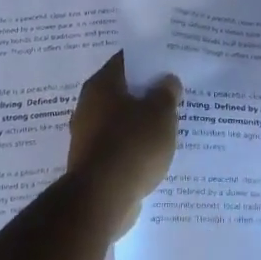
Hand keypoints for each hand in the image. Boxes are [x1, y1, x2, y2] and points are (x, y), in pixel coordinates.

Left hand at [67, 53, 182, 233]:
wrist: (102, 198)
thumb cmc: (132, 145)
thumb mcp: (160, 113)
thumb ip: (166, 93)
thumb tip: (167, 80)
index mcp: (101, 85)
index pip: (125, 61)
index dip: (148, 60)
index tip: (169, 64)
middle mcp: (88, 105)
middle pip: (122, 91)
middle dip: (146, 93)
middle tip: (173, 95)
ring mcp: (87, 135)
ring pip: (120, 120)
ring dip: (140, 122)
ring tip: (168, 125)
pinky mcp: (92, 162)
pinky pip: (118, 145)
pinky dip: (133, 146)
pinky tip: (153, 153)